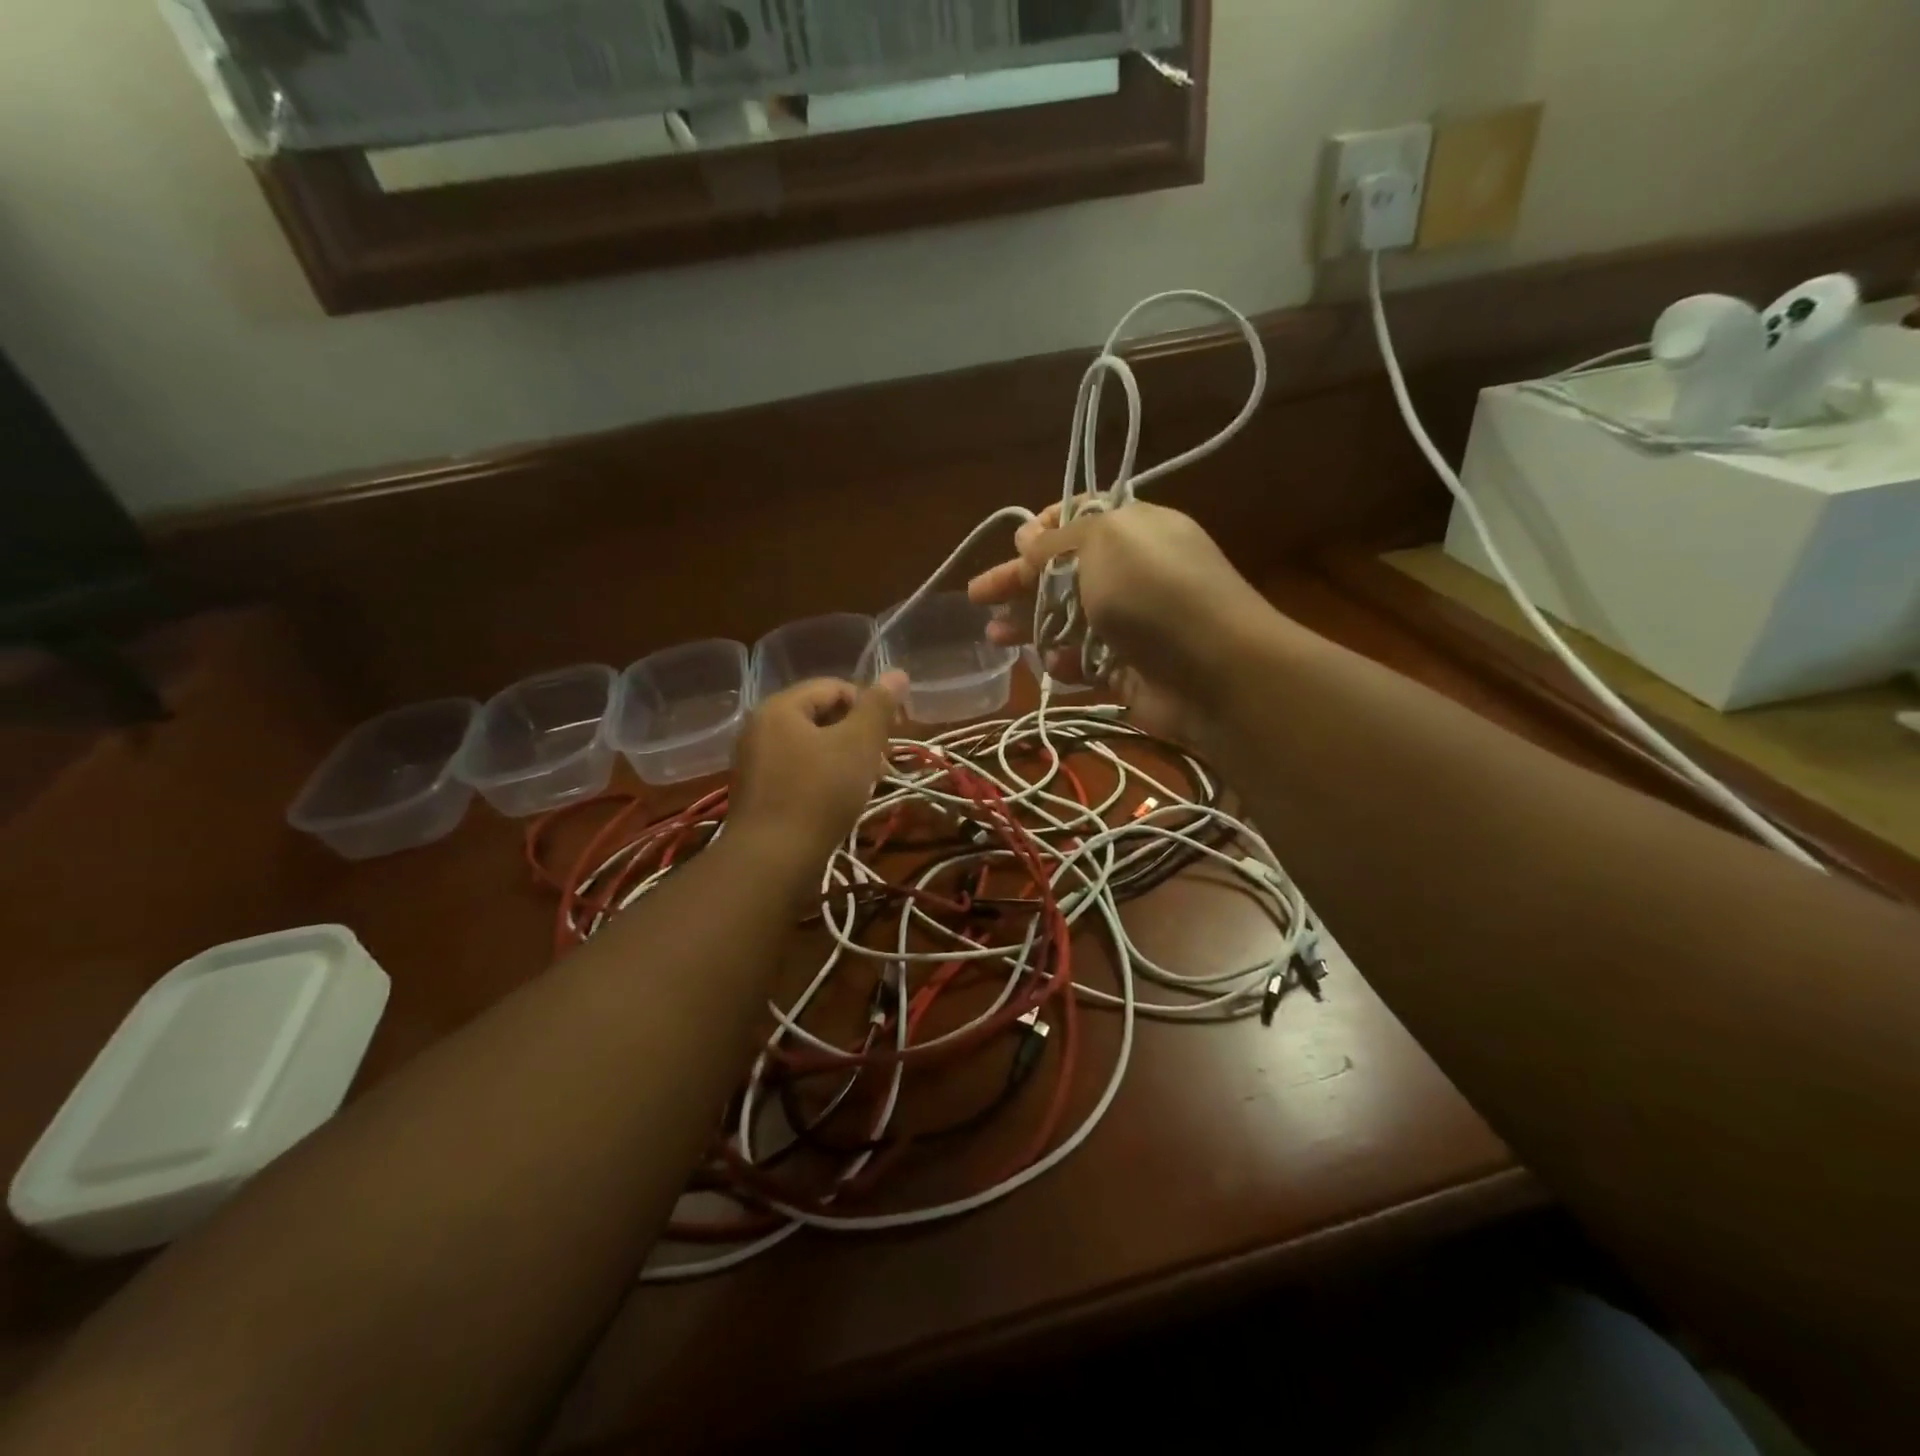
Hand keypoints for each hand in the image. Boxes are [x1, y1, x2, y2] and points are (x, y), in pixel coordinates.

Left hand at [730, 673, 906, 862]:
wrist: (772, 860)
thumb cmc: (819, 793)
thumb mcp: (858, 744)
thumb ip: (878, 706)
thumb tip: (897, 672)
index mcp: (780, 707)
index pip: (834, 687)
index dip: (871, 704)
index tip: (895, 733)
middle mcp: (760, 728)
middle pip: (821, 716)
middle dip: (859, 734)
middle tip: (883, 761)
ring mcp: (754, 762)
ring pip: (811, 747)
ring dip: (844, 758)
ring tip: (868, 783)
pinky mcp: (757, 794)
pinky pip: (797, 772)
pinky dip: (823, 778)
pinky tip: (840, 801)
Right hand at [967, 502, 1273, 746]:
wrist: (1217, 671)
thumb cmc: (1155, 592)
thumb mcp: (1102, 544)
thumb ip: (1057, 542)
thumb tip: (1027, 537)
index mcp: (1134, 531)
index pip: (1081, 521)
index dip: (1042, 531)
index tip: (1014, 545)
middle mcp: (1133, 574)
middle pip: (1064, 574)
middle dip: (1019, 584)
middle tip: (978, 598)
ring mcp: (1132, 625)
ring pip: (1069, 621)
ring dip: (1030, 627)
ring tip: (994, 638)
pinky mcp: (1129, 671)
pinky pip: (1087, 662)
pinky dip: (1066, 663)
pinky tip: (1050, 666)